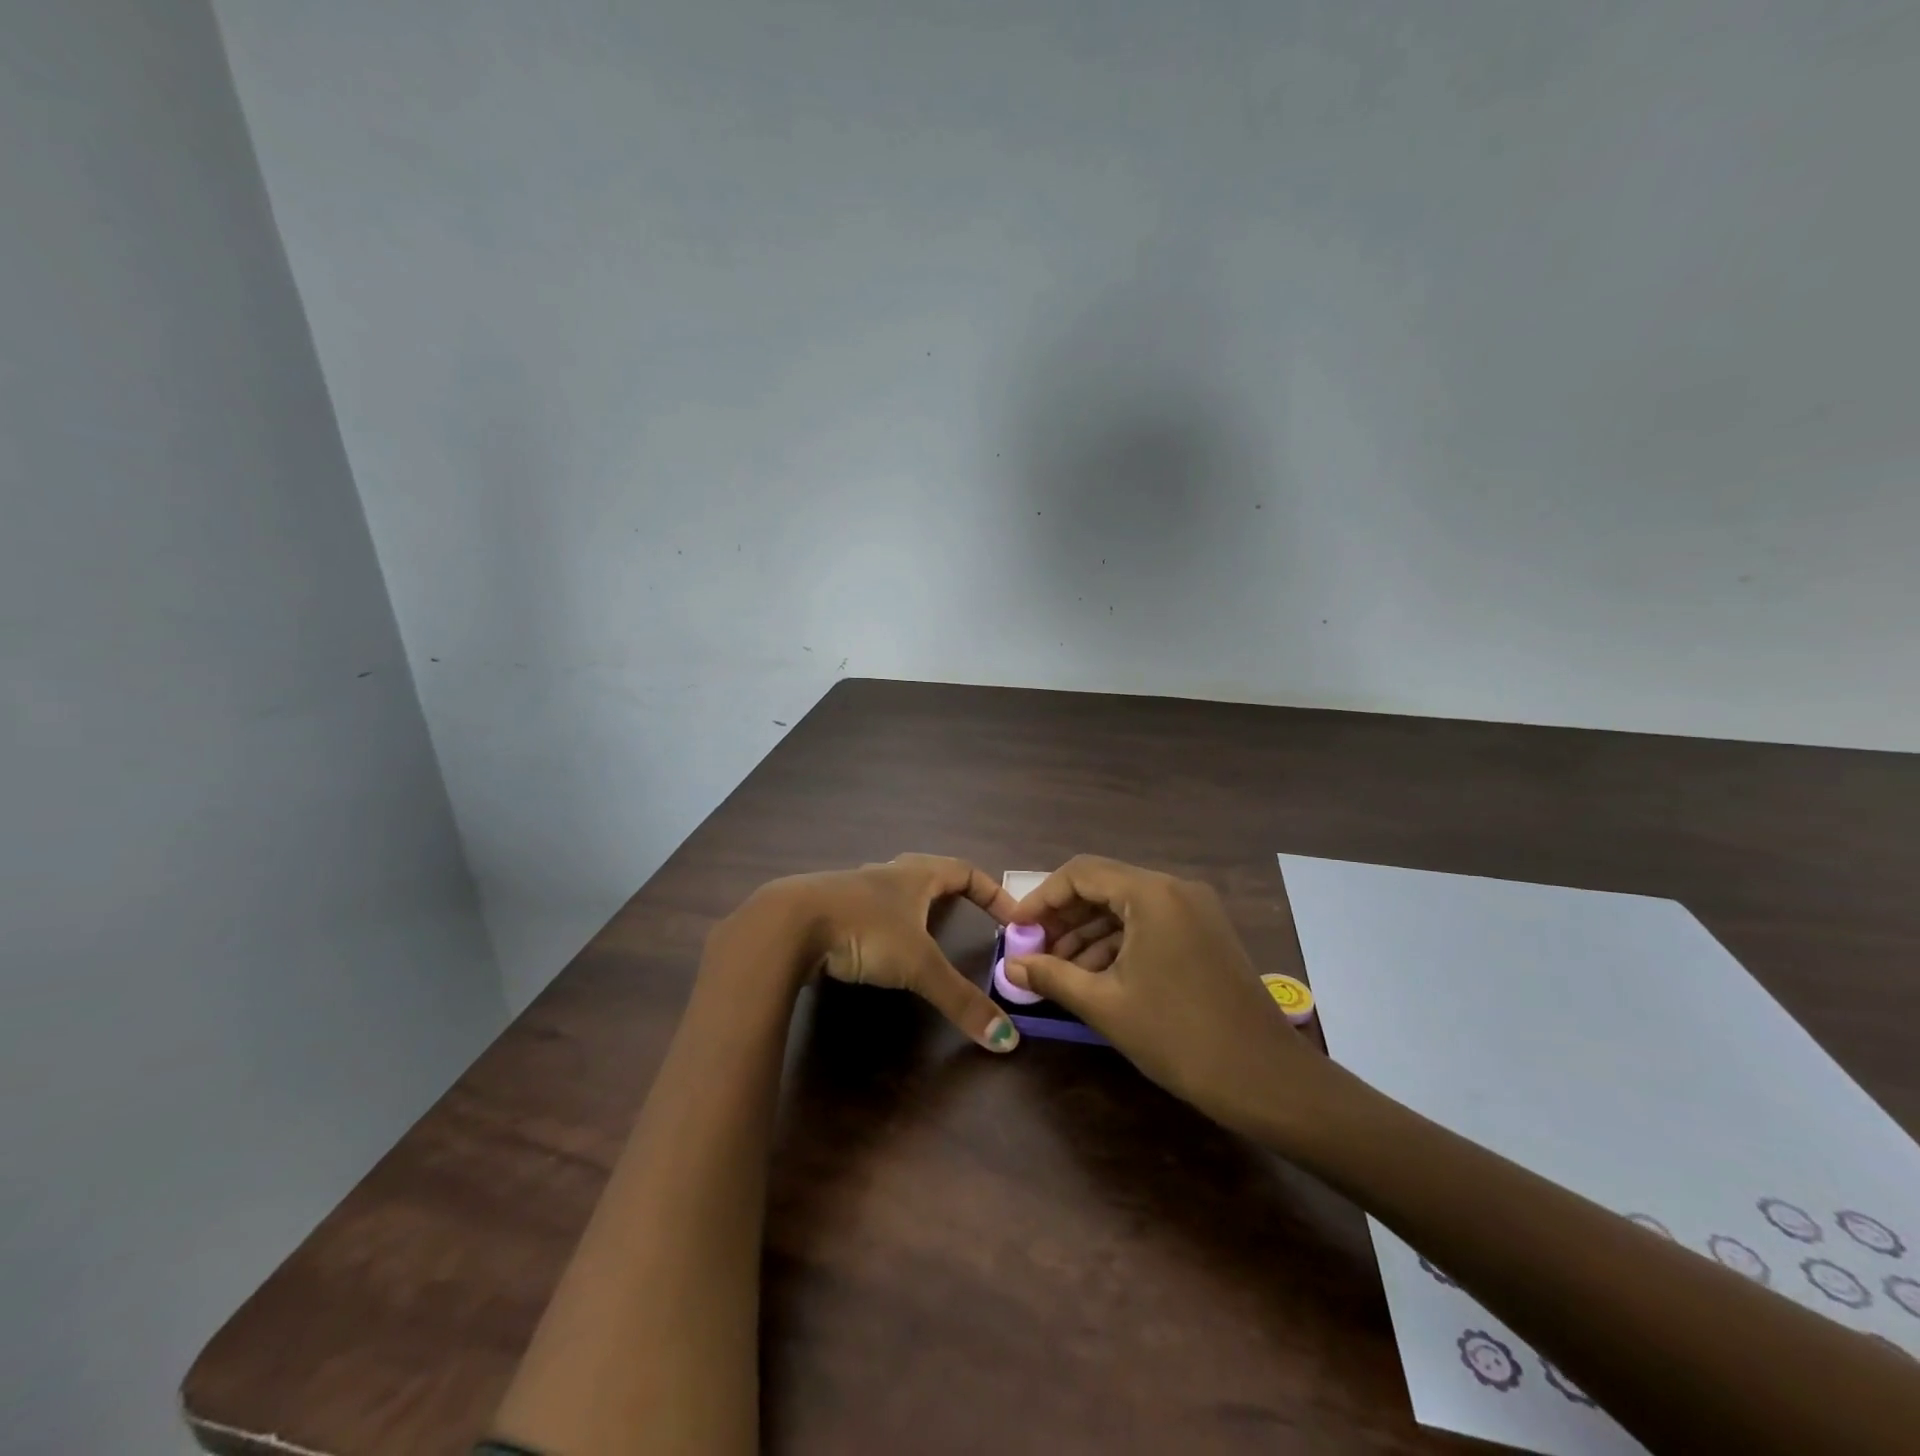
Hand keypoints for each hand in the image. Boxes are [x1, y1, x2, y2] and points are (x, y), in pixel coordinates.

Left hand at [719, 854, 1022, 1051]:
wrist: (788, 924)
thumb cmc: (864, 930)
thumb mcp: (918, 966)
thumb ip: (960, 1000)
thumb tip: (1007, 1040)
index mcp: (914, 876)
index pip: (964, 870)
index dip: (991, 891)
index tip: (1011, 916)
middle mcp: (885, 875)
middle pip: (927, 872)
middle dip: (951, 891)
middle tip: (968, 915)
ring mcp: (852, 888)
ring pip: (891, 888)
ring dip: (911, 904)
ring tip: (923, 931)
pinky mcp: (826, 908)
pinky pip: (863, 909)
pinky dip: (878, 923)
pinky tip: (872, 946)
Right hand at [1005, 855, 1327, 1131]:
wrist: (1265, 1079)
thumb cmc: (1178, 1036)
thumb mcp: (1105, 1004)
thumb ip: (1052, 975)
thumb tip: (1010, 964)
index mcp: (1152, 893)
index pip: (1081, 873)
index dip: (1042, 898)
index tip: (1016, 929)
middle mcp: (1175, 888)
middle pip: (1104, 886)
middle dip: (1064, 917)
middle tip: (1033, 949)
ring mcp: (1195, 910)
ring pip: (1126, 907)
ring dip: (1088, 933)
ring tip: (1057, 969)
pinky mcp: (1204, 933)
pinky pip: (1149, 924)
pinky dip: (1118, 943)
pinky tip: (1094, 975)